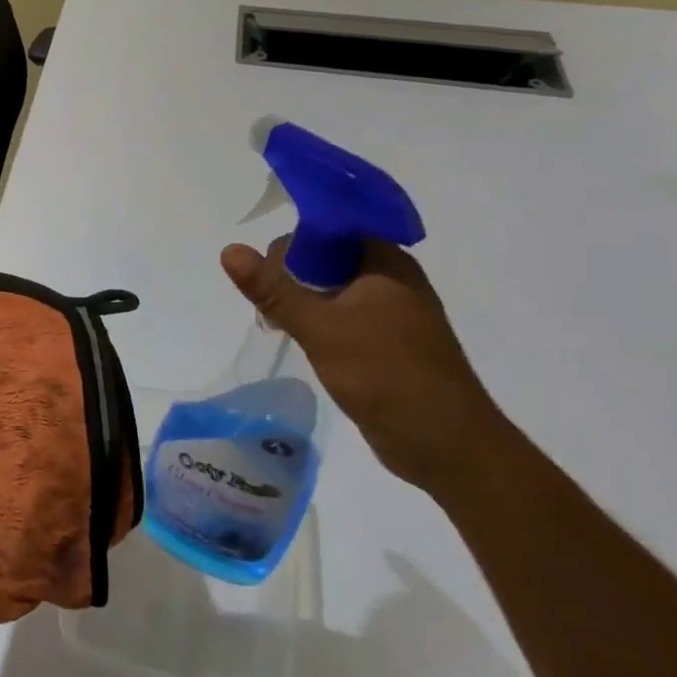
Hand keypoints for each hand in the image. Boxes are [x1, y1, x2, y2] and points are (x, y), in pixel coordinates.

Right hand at [220, 237, 508, 489]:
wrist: (446, 445)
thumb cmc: (385, 375)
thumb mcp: (319, 327)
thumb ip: (273, 289)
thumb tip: (230, 250)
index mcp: (385, 263)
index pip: (328, 230)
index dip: (292, 244)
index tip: (265, 276)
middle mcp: (391, 280)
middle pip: (327, 258)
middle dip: (291, 275)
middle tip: (266, 307)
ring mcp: (391, 313)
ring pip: (332, 289)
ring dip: (301, 301)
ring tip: (274, 324)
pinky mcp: (386, 343)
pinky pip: (342, 316)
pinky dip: (317, 322)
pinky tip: (298, 340)